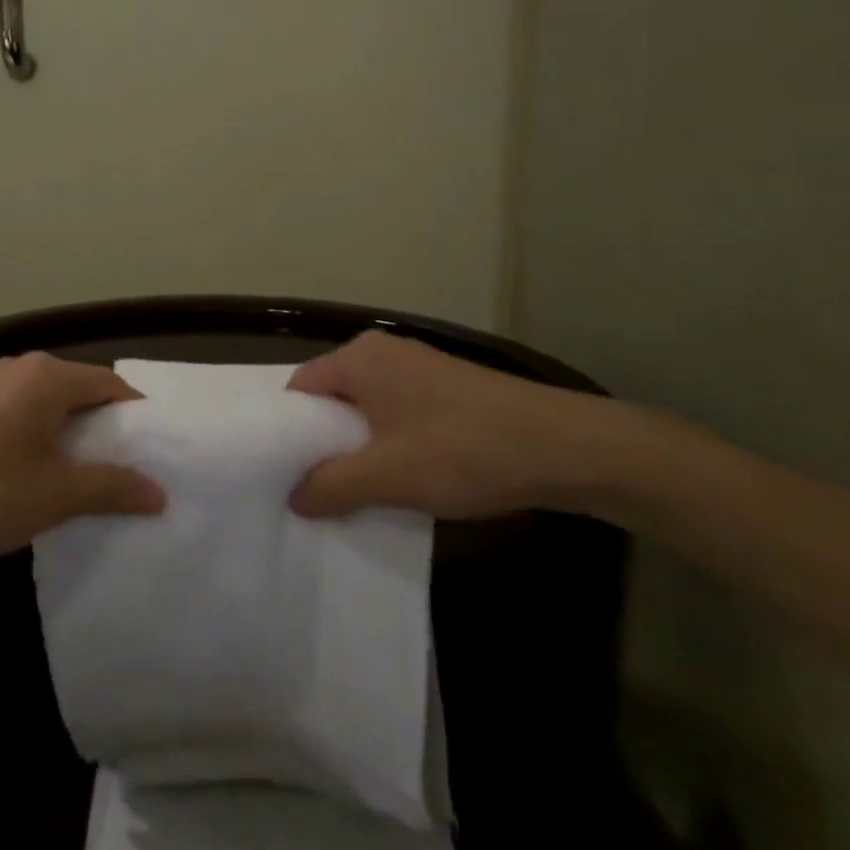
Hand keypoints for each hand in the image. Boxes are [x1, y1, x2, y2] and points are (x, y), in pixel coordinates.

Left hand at [0, 351, 164, 572]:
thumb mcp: (57, 494)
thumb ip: (113, 487)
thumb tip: (160, 493)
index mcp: (47, 375)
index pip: (111, 385)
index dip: (136, 419)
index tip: (154, 454)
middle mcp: (21, 368)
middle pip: (81, 391)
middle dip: (106, 430)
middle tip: (129, 471)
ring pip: (52, 404)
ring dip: (74, 437)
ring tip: (90, 479)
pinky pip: (25, 413)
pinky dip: (44, 438)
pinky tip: (44, 475)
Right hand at [287, 331, 618, 519]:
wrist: (564, 447)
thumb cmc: (461, 451)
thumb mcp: (386, 476)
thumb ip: (330, 486)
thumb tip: (294, 498)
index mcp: (358, 358)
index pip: (299, 390)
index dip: (288, 432)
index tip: (285, 473)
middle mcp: (382, 351)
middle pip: (332, 397)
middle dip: (324, 443)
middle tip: (317, 489)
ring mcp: (419, 366)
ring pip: (367, 407)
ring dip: (360, 447)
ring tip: (358, 490)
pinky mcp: (447, 386)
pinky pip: (398, 411)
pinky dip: (390, 441)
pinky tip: (403, 476)